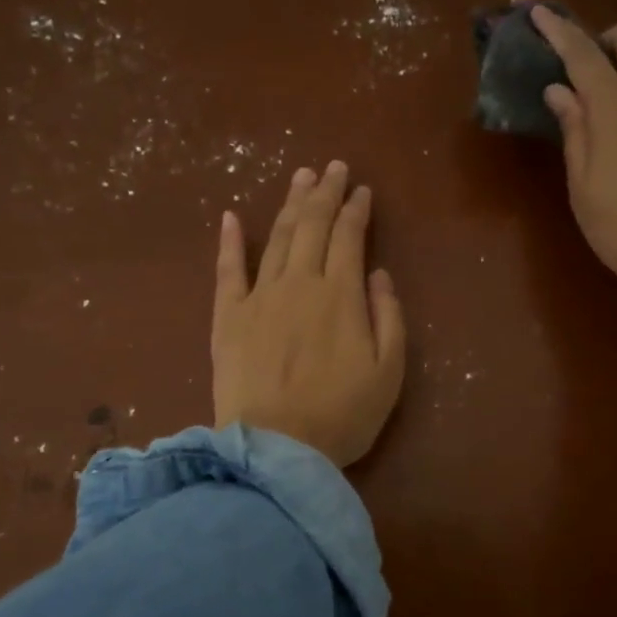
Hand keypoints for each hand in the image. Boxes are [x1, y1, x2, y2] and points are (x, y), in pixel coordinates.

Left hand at [212, 162, 406, 467]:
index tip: (363, 190)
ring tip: (301, 177)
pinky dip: (231, 241)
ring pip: (278, 238)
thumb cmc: (342, 415)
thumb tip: (377, 273)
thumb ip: (388, 316)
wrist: (276, 449)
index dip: (357, 210)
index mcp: (341, 295)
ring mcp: (259, 297)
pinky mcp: (228, 318)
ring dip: (291, 204)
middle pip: (313, 226)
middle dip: (325, 193)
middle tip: (333, 167)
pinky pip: (227, 270)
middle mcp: (300, 283)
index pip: (350, 237)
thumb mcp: (388, 371)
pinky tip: (233, 216)